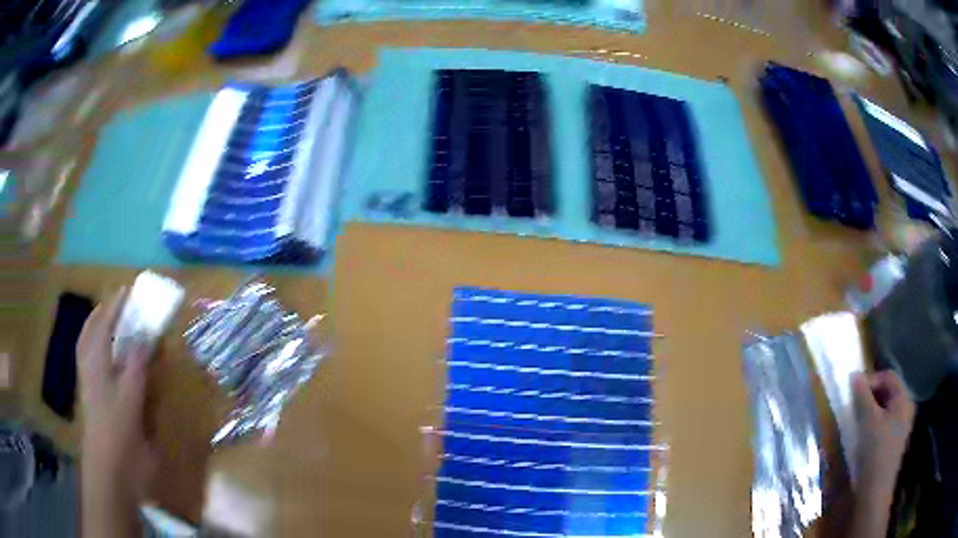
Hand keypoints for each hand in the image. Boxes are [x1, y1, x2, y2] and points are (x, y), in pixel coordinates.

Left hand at [77, 288, 154, 498]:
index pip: (104, 325)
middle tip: (113, 304)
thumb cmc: (119, 429)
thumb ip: (136, 365)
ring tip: (106, 323)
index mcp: (97, 363)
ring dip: (95, 330)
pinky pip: (89, 364)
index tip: (126, 292)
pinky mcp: (90, 398)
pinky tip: (103, 358)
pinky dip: (94, 351)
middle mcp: (89, 366)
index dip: (115, 307)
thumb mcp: (131, 397)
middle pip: (89, 332)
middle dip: (100, 315)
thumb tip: (142, 338)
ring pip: (86, 347)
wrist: (108, 466)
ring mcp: (87, 382)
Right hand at [852, 370, 914, 494]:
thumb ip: (862, 396)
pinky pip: (884, 424)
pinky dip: (873, 424)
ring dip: (870, 411)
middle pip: (888, 392)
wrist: (874, 492)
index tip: (853, 393)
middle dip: (870, 396)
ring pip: (885, 409)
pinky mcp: (893, 442)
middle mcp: (906, 408)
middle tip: (853, 407)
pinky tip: (862, 436)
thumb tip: (854, 375)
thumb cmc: (875, 451)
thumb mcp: (868, 421)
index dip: (871, 380)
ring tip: (856, 422)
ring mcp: (901, 427)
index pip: (888, 377)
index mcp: (904, 399)